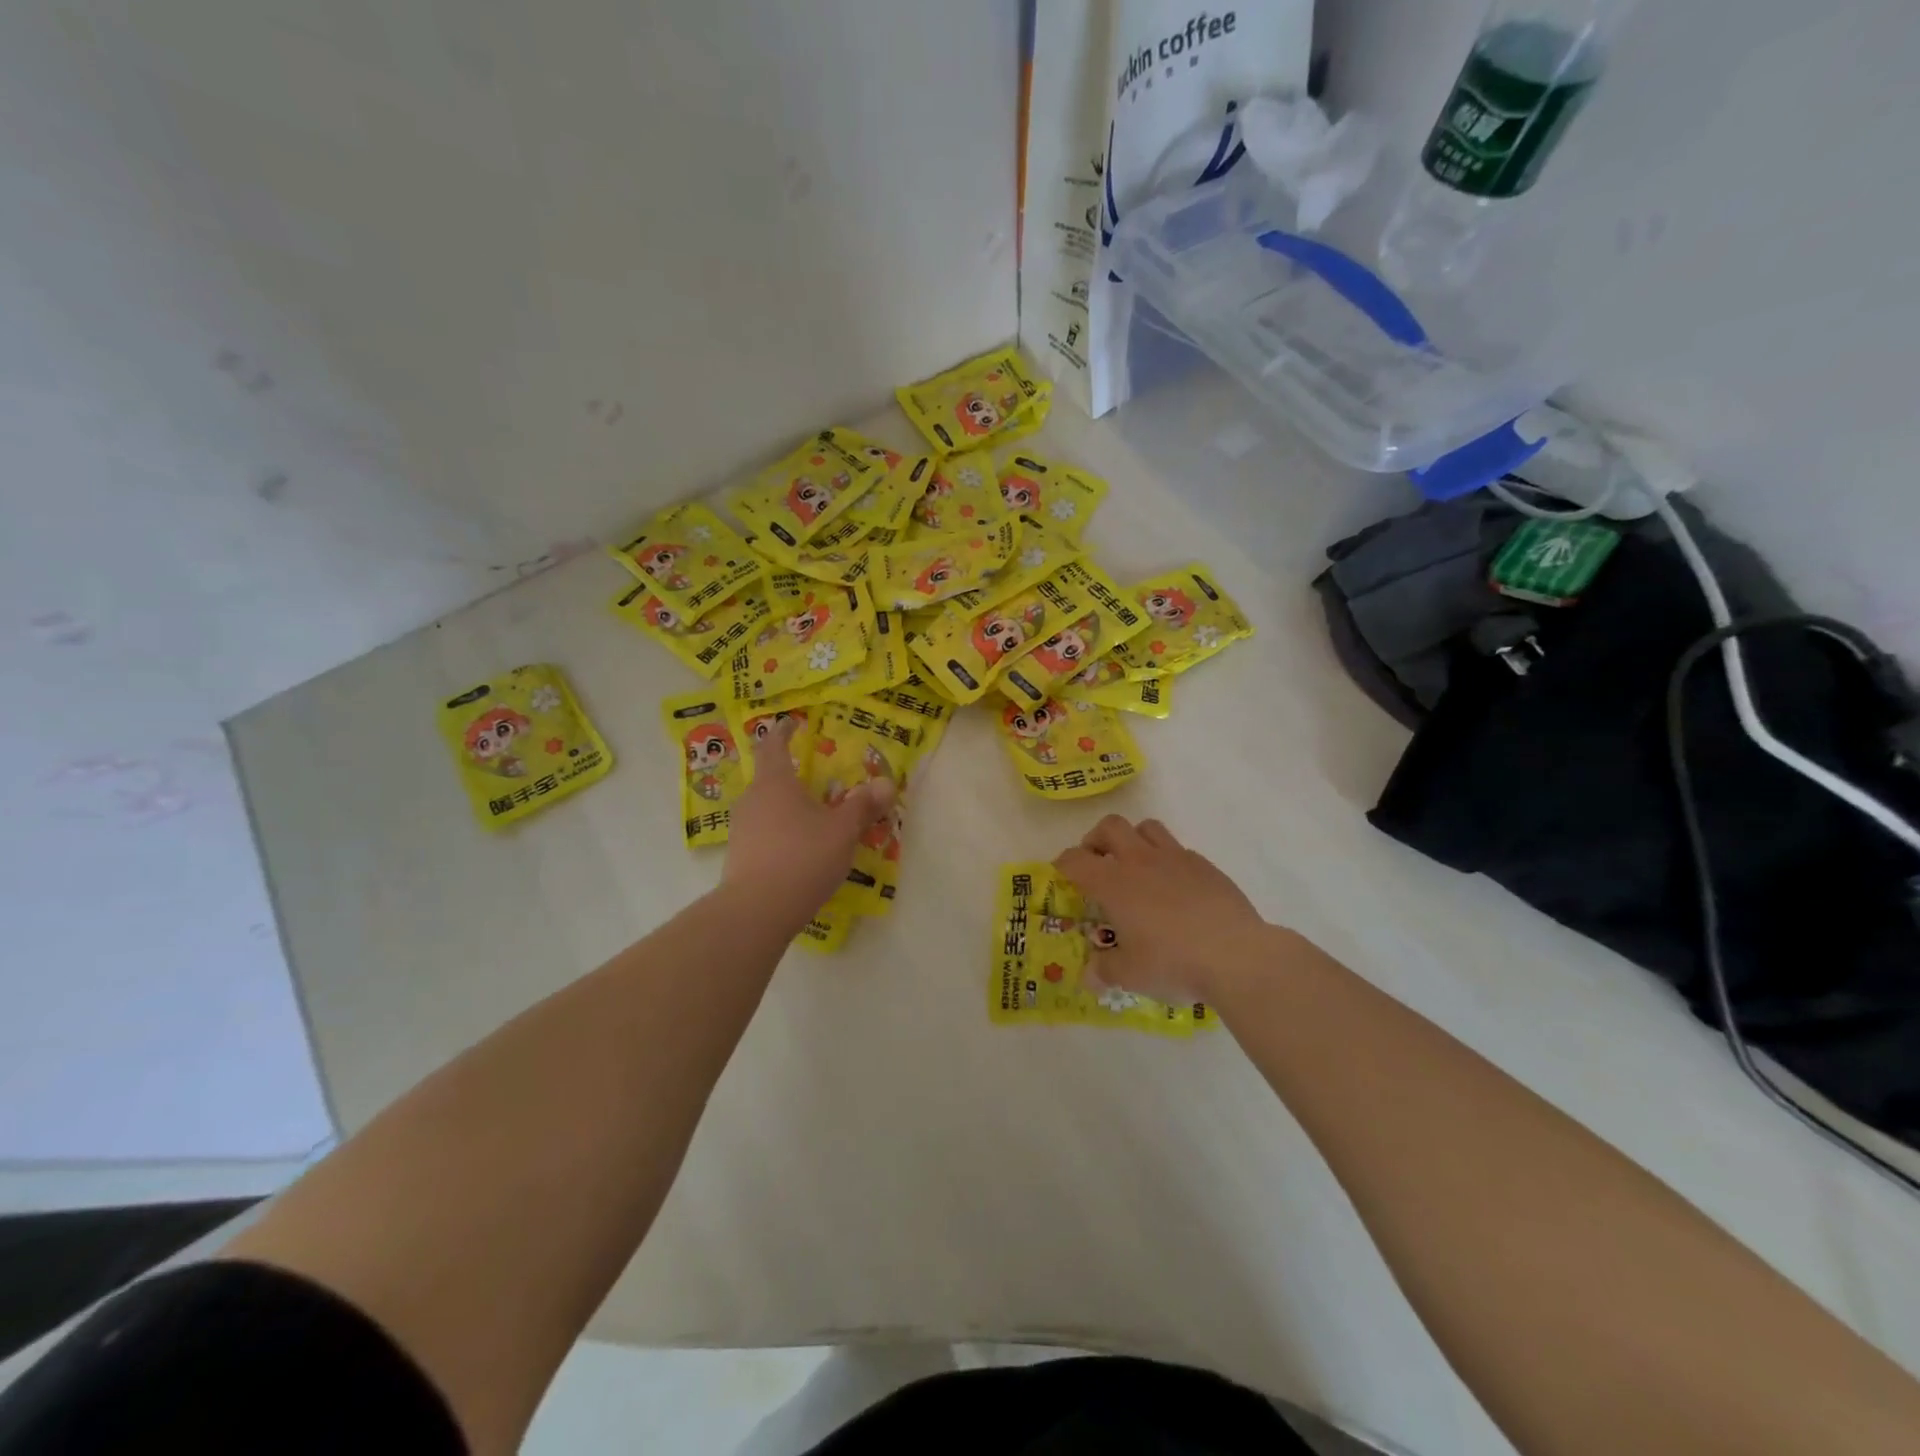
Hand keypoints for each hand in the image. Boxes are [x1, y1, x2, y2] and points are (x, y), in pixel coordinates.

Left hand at [723, 718, 896, 930]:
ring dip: (786, 807)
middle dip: (792, 777)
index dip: (782, 731)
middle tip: (817, 781)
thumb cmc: (802, 856)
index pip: (772, 744)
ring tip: (812, 819)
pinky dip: (780, 833)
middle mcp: (752, 799)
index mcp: (775, 782)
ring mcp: (741, 829)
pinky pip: (763, 833)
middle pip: (769, 778)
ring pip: (766, 807)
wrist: (757, 910)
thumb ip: (863, 806)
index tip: (792, 723)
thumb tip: (886, 784)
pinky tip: (799, 851)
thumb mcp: (842, 830)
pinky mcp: (739, 856)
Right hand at [1055, 815, 1274, 1005]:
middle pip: (1110, 826)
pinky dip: (1167, 860)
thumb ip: (1105, 970)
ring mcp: (1176, 858)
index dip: (1063, 864)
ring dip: (1134, 840)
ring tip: (1135, 866)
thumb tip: (1089, 975)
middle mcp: (1140, 861)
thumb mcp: (1131, 975)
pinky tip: (1174, 887)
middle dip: (1097, 840)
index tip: (1062, 874)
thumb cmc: (1173, 962)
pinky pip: (1178, 849)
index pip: (1076, 860)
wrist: (1236, 955)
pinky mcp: (1205, 865)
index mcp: (1113, 883)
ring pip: (1146, 828)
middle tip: (1097, 862)